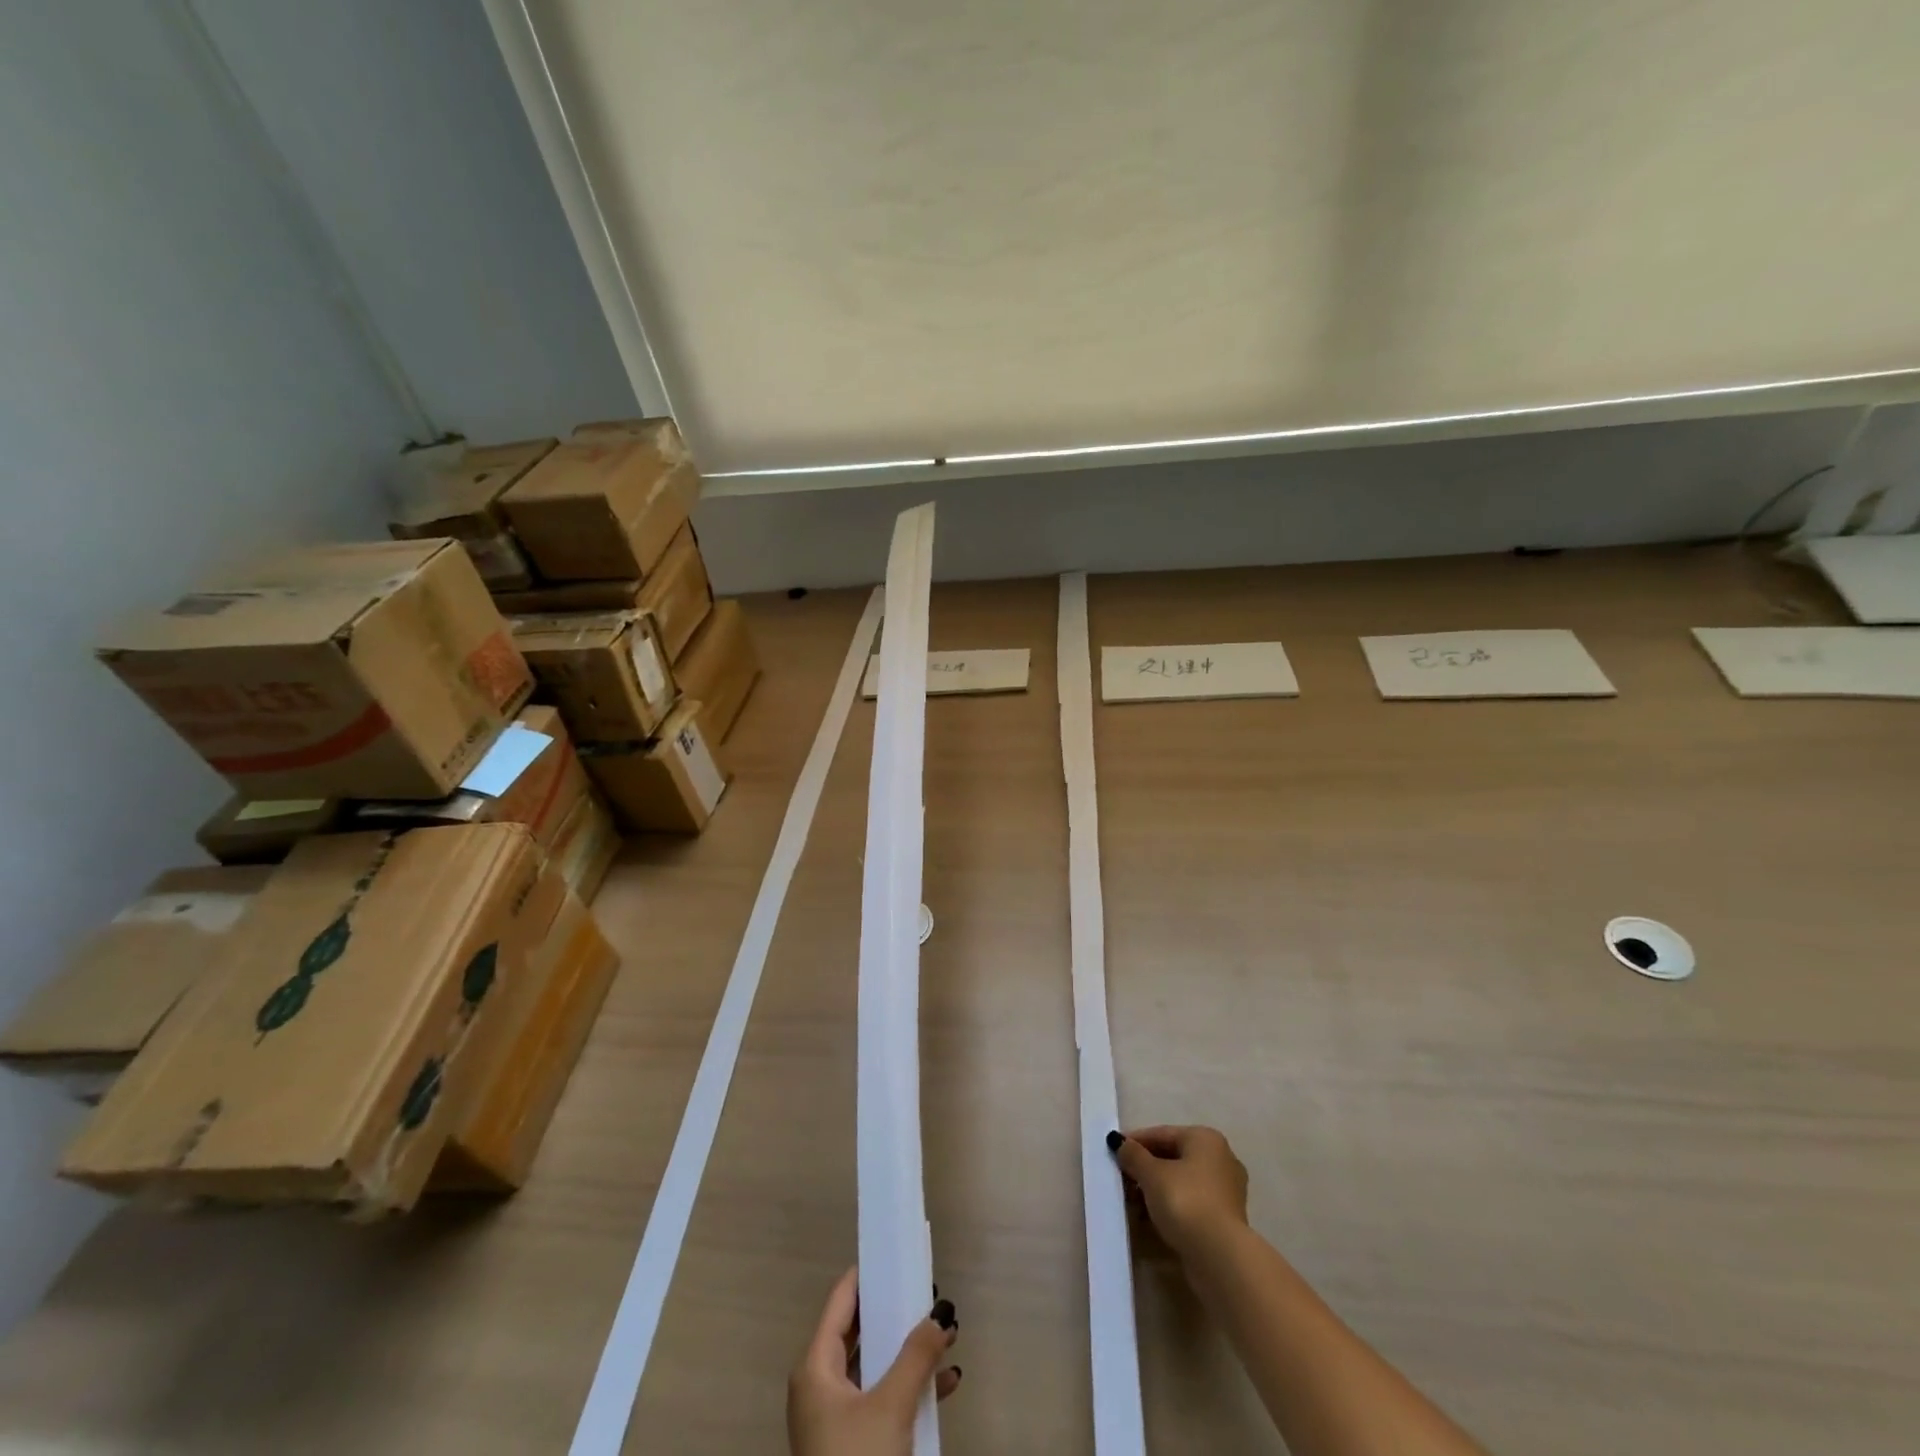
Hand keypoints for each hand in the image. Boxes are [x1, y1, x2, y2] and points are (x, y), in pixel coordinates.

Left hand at [787, 1267, 961, 1455]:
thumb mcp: (891, 1406)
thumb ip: (918, 1355)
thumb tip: (940, 1312)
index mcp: (816, 1366)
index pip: (842, 1300)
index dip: (868, 1273)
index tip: (896, 1251)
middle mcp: (820, 1385)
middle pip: (860, 1332)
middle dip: (898, 1314)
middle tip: (929, 1292)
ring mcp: (835, 1419)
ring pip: (875, 1367)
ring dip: (910, 1352)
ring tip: (947, 1336)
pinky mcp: (852, 1446)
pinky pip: (882, 1399)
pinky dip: (910, 1388)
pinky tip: (947, 1385)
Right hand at [1110, 1124, 1249, 1257]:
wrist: (1220, 1257)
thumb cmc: (1185, 1202)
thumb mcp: (1151, 1174)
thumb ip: (1133, 1155)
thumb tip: (1118, 1142)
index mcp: (1206, 1139)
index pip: (1163, 1134)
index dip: (1136, 1142)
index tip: (1114, 1151)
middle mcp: (1221, 1159)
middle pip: (1173, 1157)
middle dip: (1145, 1168)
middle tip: (1121, 1179)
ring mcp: (1226, 1191)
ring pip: (1182, 1182)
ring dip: (1156, 1190)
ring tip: (1131, 1202)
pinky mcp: (1225, 1220)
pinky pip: (1191, 1203)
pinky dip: (1171, 1207)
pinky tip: (1150, 1218)